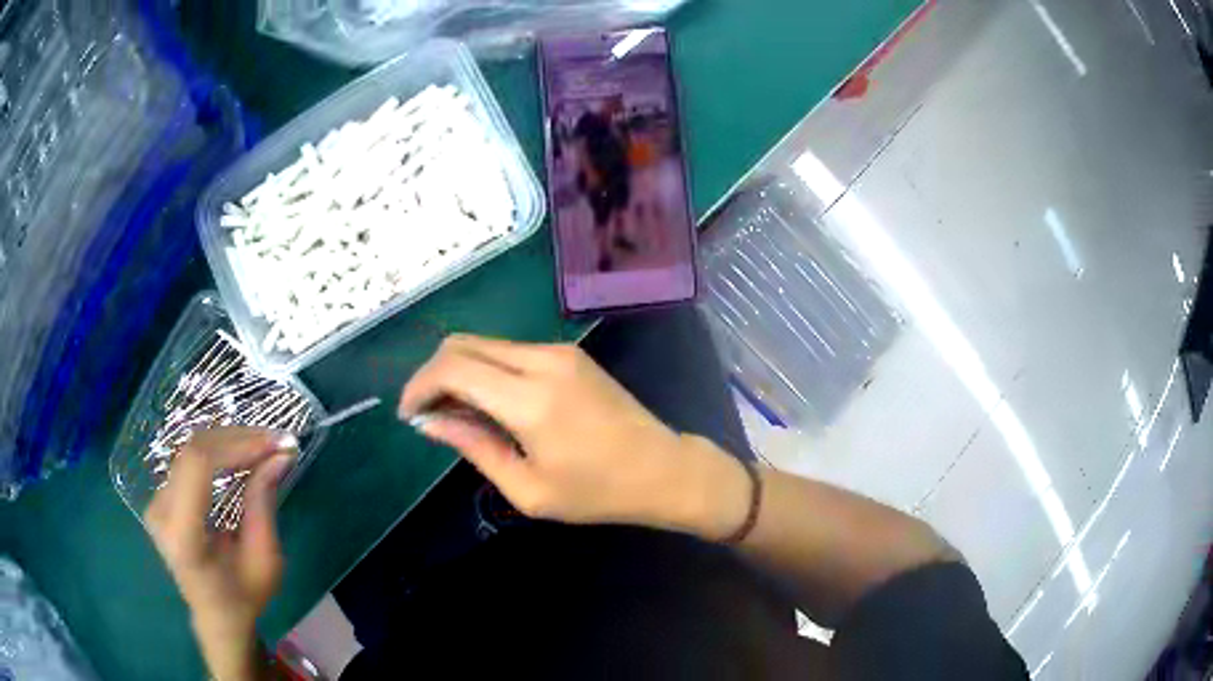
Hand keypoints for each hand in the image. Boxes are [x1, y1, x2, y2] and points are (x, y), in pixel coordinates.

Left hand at [145, 427, 294, 680]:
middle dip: (237, 438)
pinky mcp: (159, 496)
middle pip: (193, 451)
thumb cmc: (245, 596)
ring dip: (228, 441)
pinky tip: (240, 454)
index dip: (235, 445)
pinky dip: (217, 451)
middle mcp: (160, 512)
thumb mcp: (264, 559)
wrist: (217, 616)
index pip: (198, 465)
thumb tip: (279, 456)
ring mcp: (155, 502)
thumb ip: (263, 504)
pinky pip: (188, 461)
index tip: (273, 444)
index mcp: (183, 536)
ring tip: (261, 444)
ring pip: (190, 450)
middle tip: (274, 441)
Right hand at [399, 335, 749, 537]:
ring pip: (484, 343)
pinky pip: (510, 350)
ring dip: (459, 371)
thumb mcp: (528, 488)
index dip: (420, 386)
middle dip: (433, 374)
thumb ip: (475, 447)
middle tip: (427, 414)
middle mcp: (542, 361)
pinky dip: (485, 369)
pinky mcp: (569, 353)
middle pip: (463, 344)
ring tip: (455, 414)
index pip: (453, 368)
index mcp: (530, 400)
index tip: (409, 415)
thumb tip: (430, 422)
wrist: (662, 469)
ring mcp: (558, 351)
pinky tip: (487, 402)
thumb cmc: (597, 492)